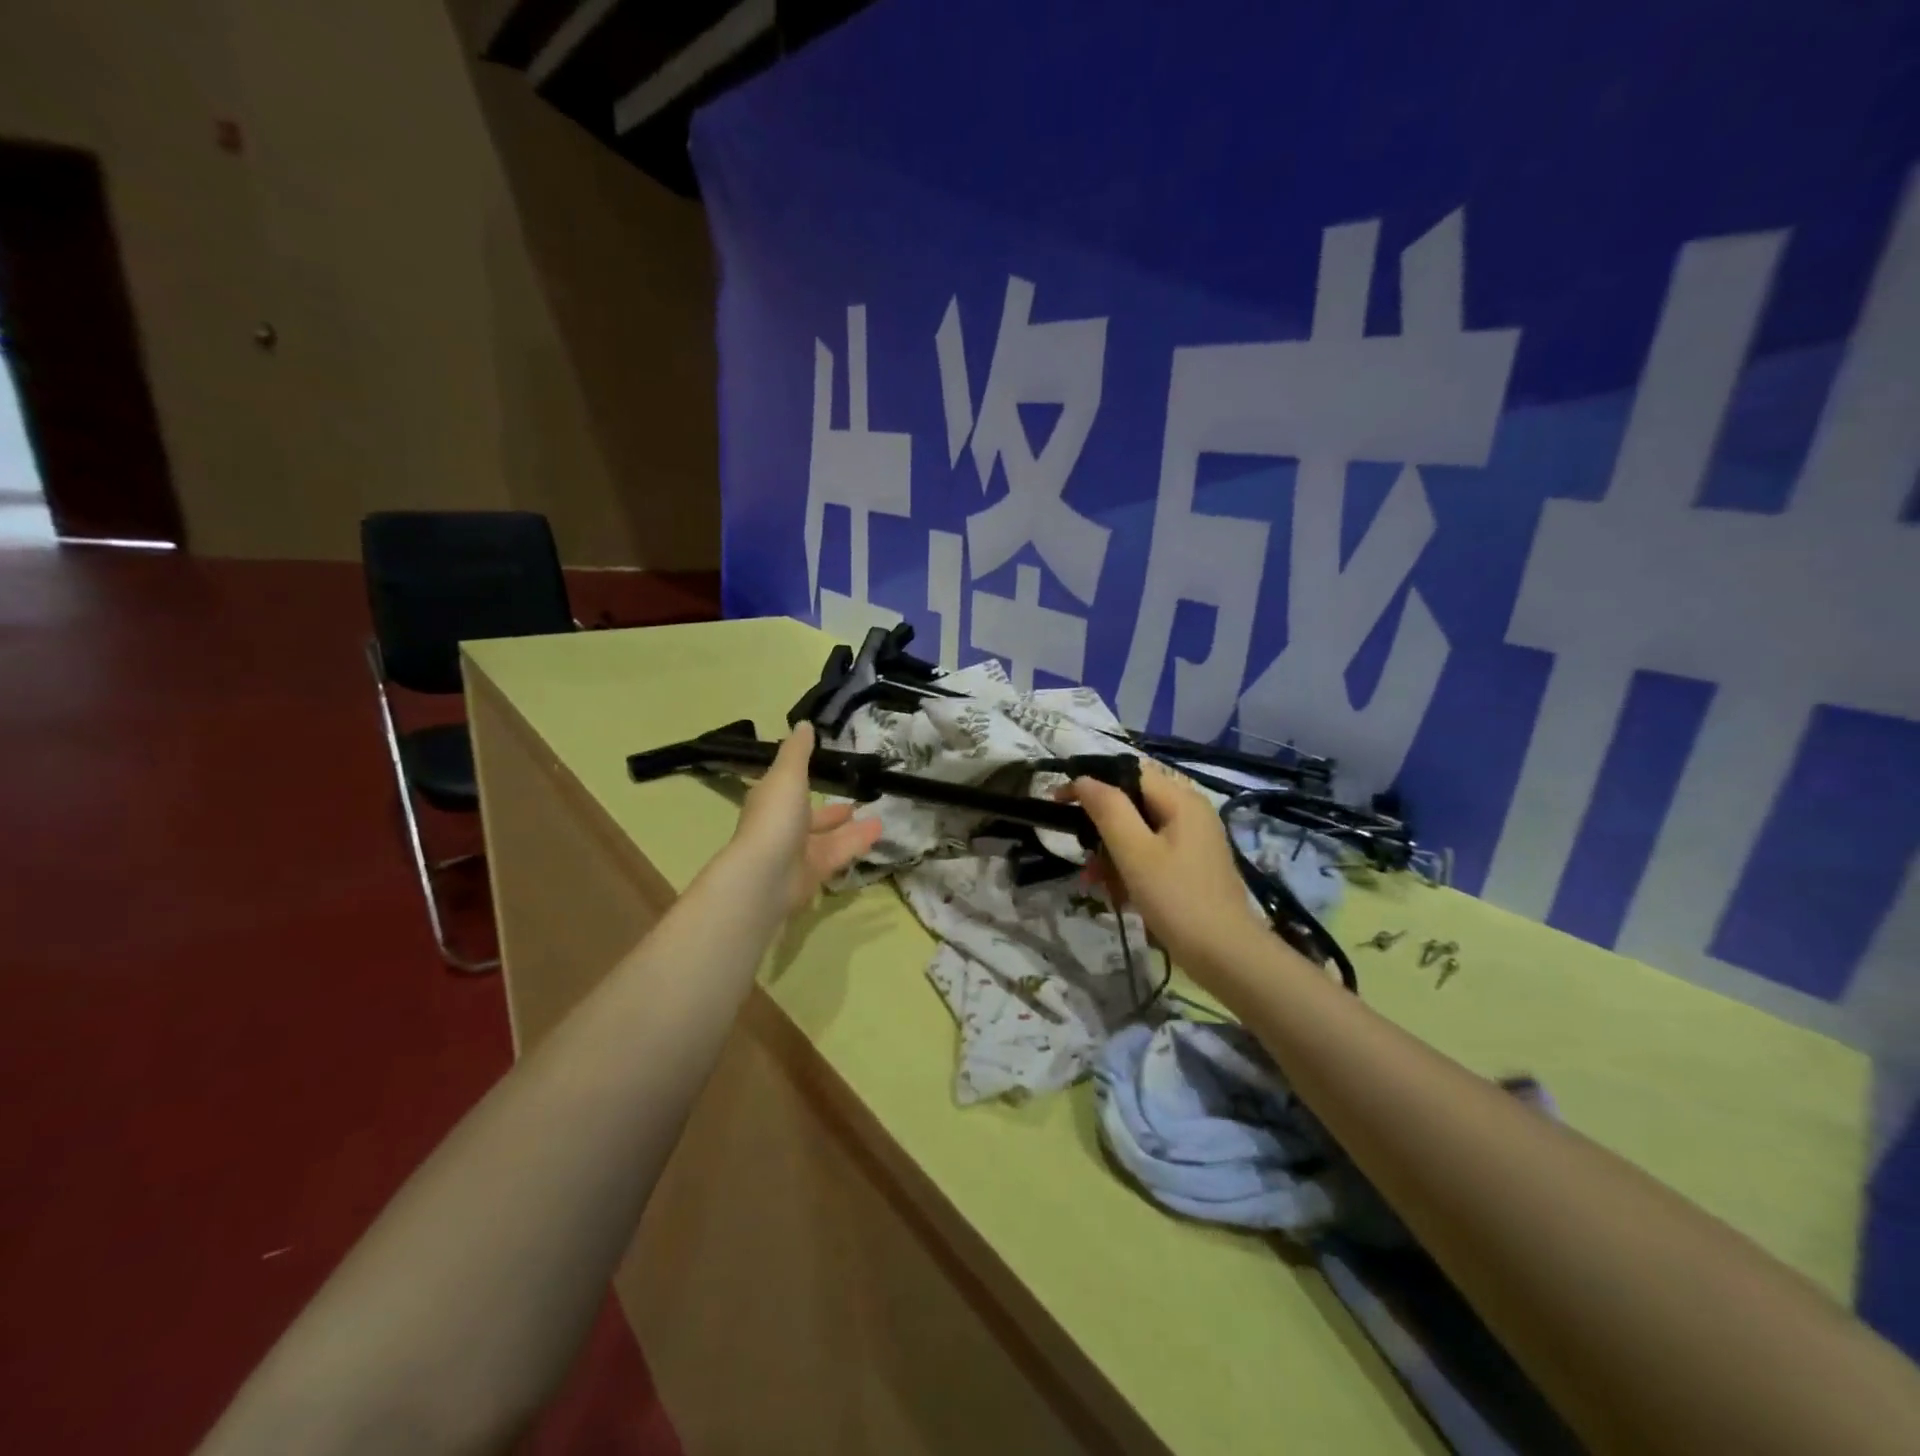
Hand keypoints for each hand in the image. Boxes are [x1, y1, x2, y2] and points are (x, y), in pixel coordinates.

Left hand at [728, 724, 882, 916]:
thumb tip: (804, 724)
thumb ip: (798, 751)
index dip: (804, 779)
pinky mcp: (812, 877)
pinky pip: (837, 857)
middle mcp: (781, 828)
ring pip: (827, 840)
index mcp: (770, 802)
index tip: (827, 770)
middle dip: (832, 812)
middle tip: (856, 801)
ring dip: (852, 830)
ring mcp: (795, 855)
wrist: (766, 878)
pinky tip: (878, 836)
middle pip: (809, 818)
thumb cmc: (775, 819)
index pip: (787, 788)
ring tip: (880, 819)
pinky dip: (855, 846)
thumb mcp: (788, 776)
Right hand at [1069, 766, 1267, 977]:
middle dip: (1101, 828)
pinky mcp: (1192, 865)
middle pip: (1132, 803)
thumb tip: (1085, 780)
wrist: (1227, 957)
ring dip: (1111, 853)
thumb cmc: (1178, 899)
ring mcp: (1193, 839)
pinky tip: (1117, 894)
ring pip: (1138, 831)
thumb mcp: (1135, 852)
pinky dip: (1130, 868)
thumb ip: (1108, 810)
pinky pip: (1152, 853)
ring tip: (1095, 882)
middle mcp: (1190, 811)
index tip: (1059, 802)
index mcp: (1181, 800)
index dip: (1092, 782)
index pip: (1128, 773)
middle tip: (1082, 854)